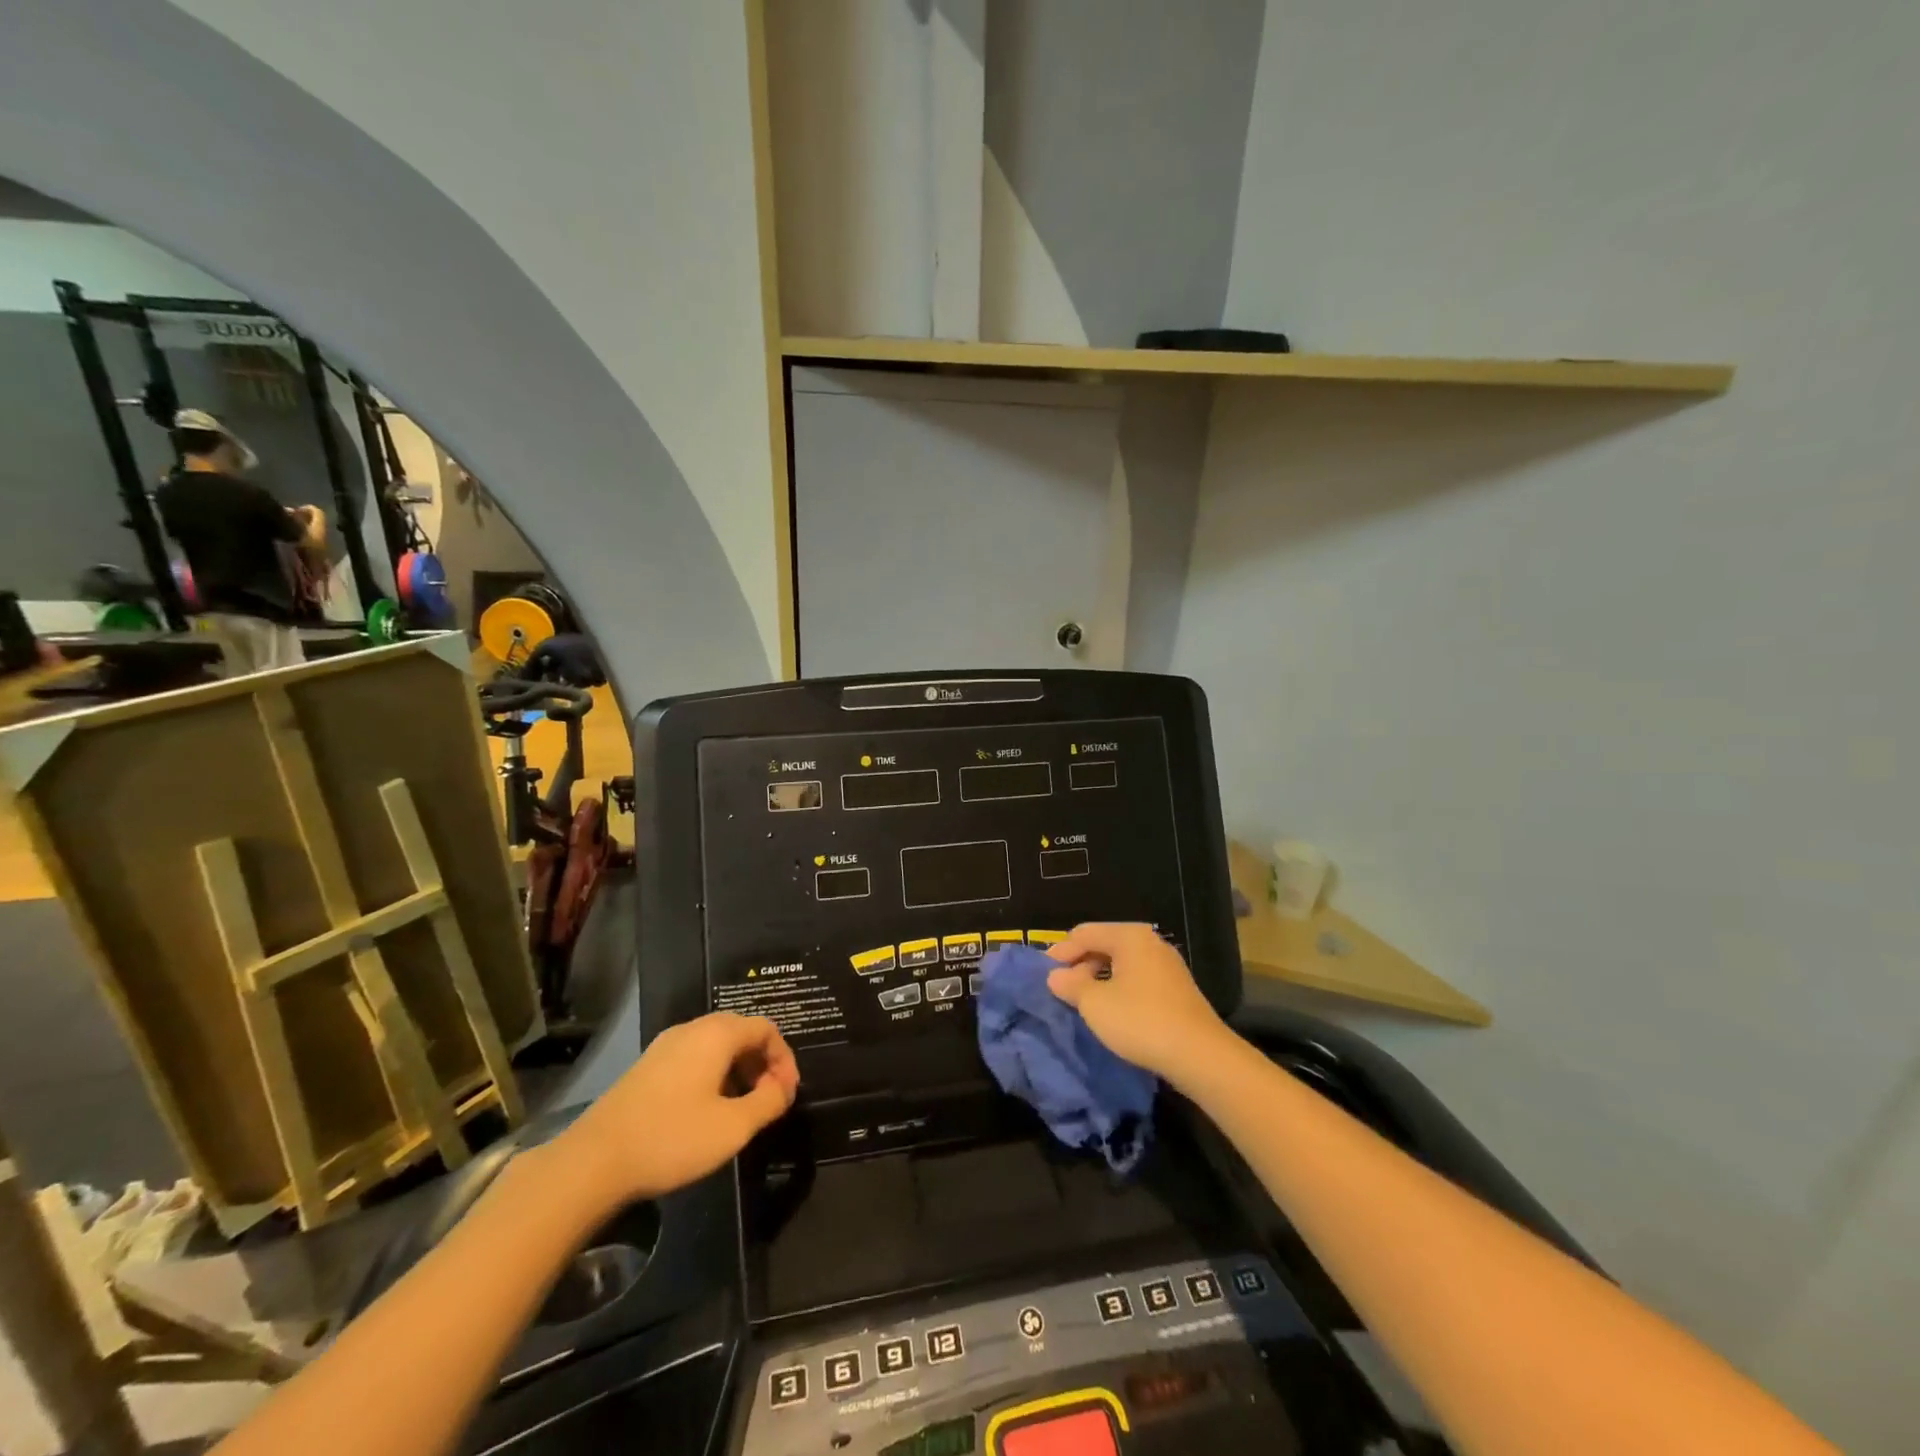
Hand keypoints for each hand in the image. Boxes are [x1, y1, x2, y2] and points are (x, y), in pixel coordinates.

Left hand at [558, 1013, 797, 1203]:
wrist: (593, 1162)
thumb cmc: (672, 1138)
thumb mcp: (733, 1126)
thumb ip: (769, 1102)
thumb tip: (784, 1088)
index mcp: (717, 1034)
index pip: (766, 1028)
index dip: (784, 1058)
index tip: (787, 1095)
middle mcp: (692, 1029)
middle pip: (741, 1032)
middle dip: (763, 1063)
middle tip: (769, 1100)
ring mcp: (665, 1046)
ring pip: (716, 1046)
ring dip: (739, 1071)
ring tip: (742, 1109)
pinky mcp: (647, 1067)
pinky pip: (694, 1058)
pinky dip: (714, 1075)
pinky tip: (708, 1111)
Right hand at [1045, 923, 1233, 1084]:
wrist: (1199, 1055)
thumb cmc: (1140, 1020)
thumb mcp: (1094, 1003)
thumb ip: (1070, 984)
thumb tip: (1056, 976)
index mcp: (1129, 936)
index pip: (1085, 933)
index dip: (1060, 952)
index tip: (1043, 974)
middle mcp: (1150, 942)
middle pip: (1104, 944)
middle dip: (1080, 964)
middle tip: (1061, 988)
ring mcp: (1167, 965)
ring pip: (1122, 963)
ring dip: (1099, 978)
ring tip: (1083, 1001)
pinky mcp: (1177, 989)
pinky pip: (1138, 979)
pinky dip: (1119, 988)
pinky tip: (1112, 1011)